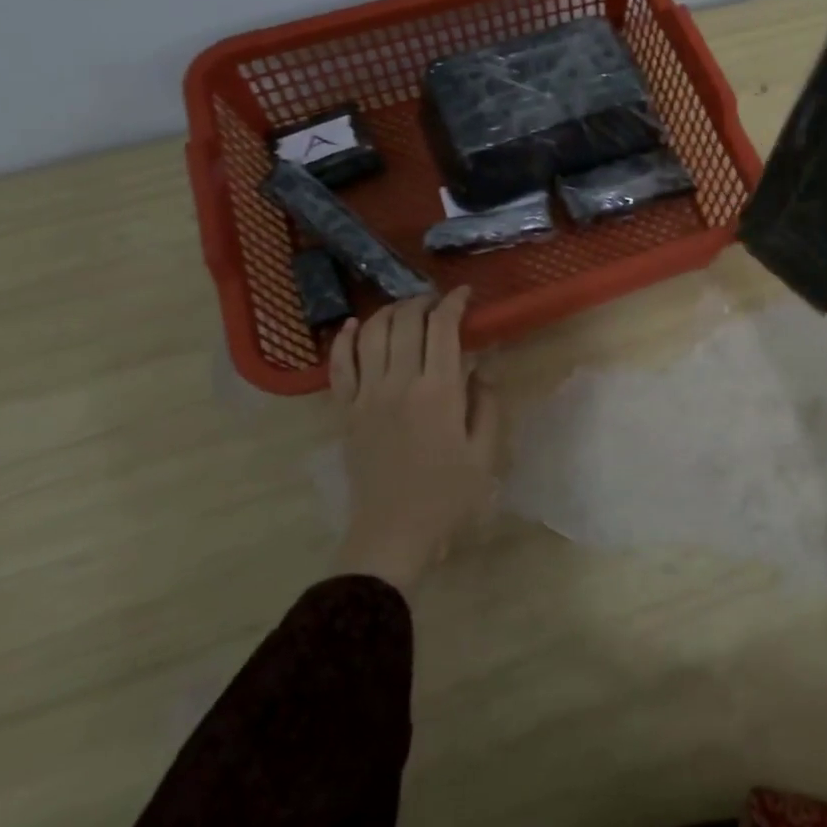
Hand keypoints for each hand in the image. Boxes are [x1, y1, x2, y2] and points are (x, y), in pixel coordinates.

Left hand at [328, 287, 500, 592]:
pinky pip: (339, 364)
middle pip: (406, 322)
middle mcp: (399, 383)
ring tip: (406, 310)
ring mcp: (366, 395)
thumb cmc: (447, 496)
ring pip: (372, 334)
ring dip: (390, 312)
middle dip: (423, 302)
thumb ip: (487, 404)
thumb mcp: (485, 453)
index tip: (465, 294)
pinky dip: (347, 338)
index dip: (454, 303)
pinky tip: (357, 325)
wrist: (393, 533)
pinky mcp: (345, 410)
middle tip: (438, 302)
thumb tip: (480, 368)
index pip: (443, 328)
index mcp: (439, 392)